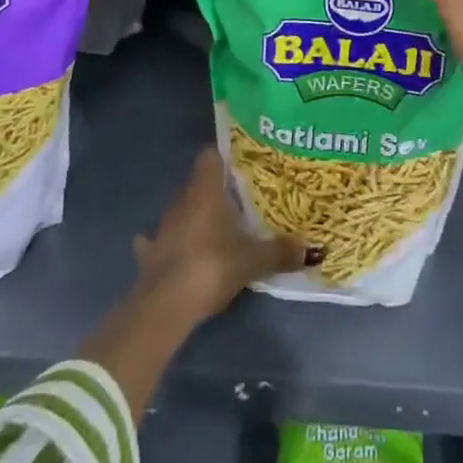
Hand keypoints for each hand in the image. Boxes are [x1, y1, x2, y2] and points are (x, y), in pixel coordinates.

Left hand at [133, 147, 308, 319]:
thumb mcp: (252, 261)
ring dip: (194, 217)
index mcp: (205, 192)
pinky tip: (178, 251)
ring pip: (181, 211)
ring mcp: (162, 228)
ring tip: (215, 228)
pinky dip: (168, 244)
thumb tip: (313, 249)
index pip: (210, 156)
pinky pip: (159, 242)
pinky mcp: (150, 255)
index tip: (242, 165)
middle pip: (198, 184)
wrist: (164, 307)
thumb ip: (280, 252)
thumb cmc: (210, 267)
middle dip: (215, 190)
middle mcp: (181, 201)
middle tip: (239, 200)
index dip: (224, 156)